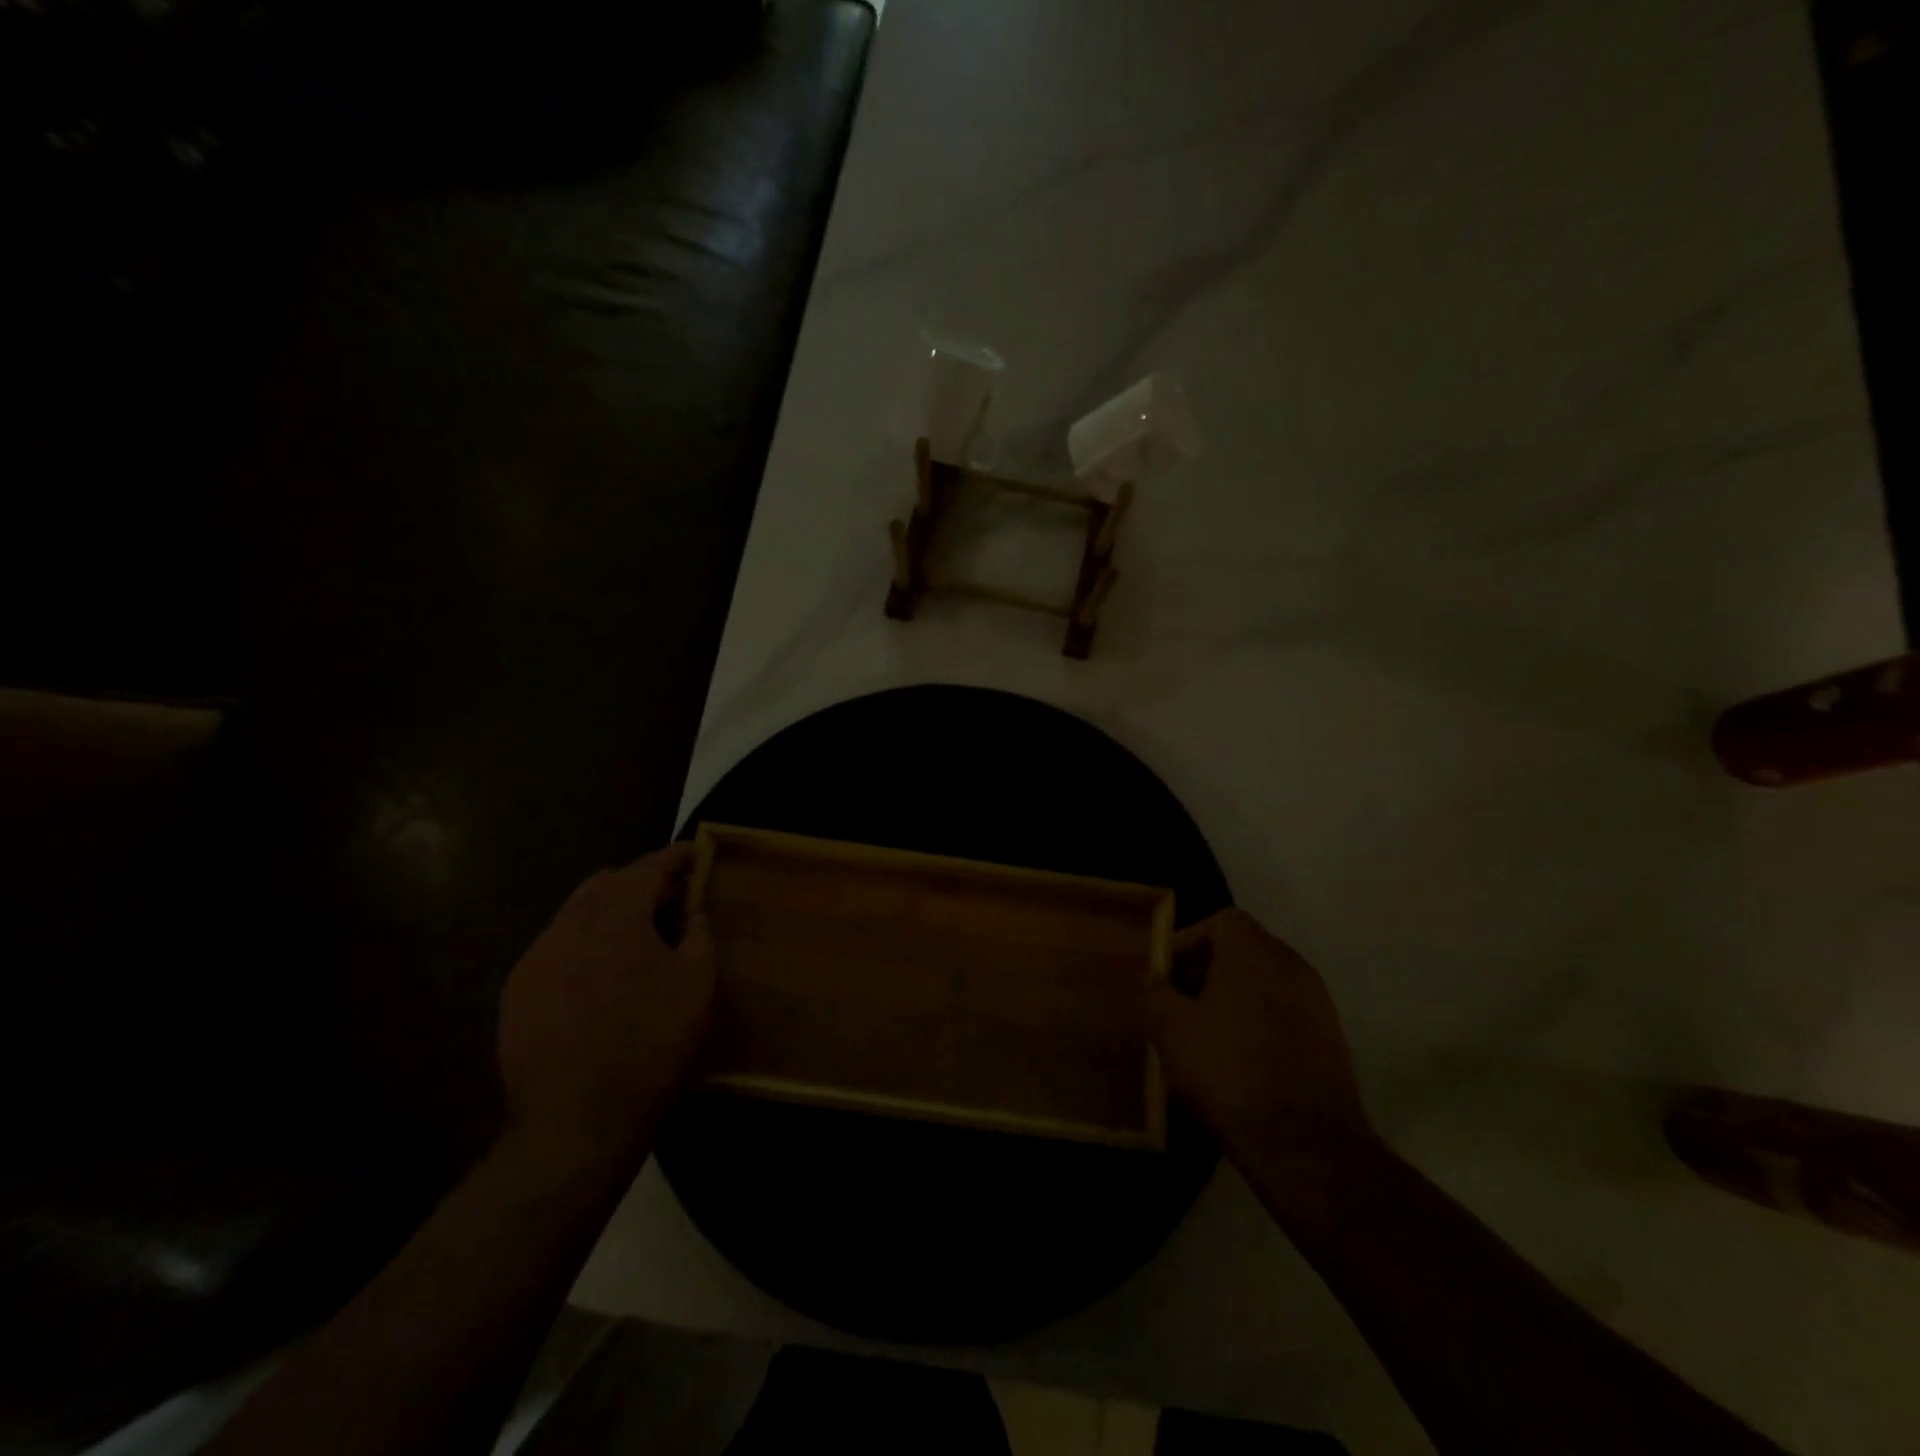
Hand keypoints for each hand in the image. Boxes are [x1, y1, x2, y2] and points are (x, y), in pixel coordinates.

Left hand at [498, 843, 715, 1164]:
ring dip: (610, 914)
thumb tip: (691, 915)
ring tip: (637, 940)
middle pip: (606, 884)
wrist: (576, 1122)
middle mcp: (567, 926)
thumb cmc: (651, 1045)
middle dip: (641, 883)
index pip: (647, 867)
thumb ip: (698, 935)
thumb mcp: (698, 985)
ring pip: (576, 915)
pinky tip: (602, 977)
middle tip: (672, 902)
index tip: (696, 852)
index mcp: (615, 917)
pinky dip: (585, 945)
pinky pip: (557, 948)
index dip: (675, 857)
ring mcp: (535, 959)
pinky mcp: (517, 992)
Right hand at [1147, 909, 1371, 1174]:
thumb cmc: (1227, 1070)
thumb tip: (1153, 981)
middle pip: (1242, 952)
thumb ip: (1155, 994)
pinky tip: (1235, 1062)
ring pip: (1263, 986)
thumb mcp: (1169, 1030)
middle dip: (1205, 972)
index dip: (1188, 941)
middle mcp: (1292, 966)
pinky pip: (1284, 1016)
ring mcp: (1317, 1004)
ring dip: (1231, 1001)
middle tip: (1176, 1005)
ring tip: (1201, 1036)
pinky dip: (1257, 1025)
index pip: (1221, 921)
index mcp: (1255, 952)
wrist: (1304, 1144)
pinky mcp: (1331, 1041)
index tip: (1166, 975)